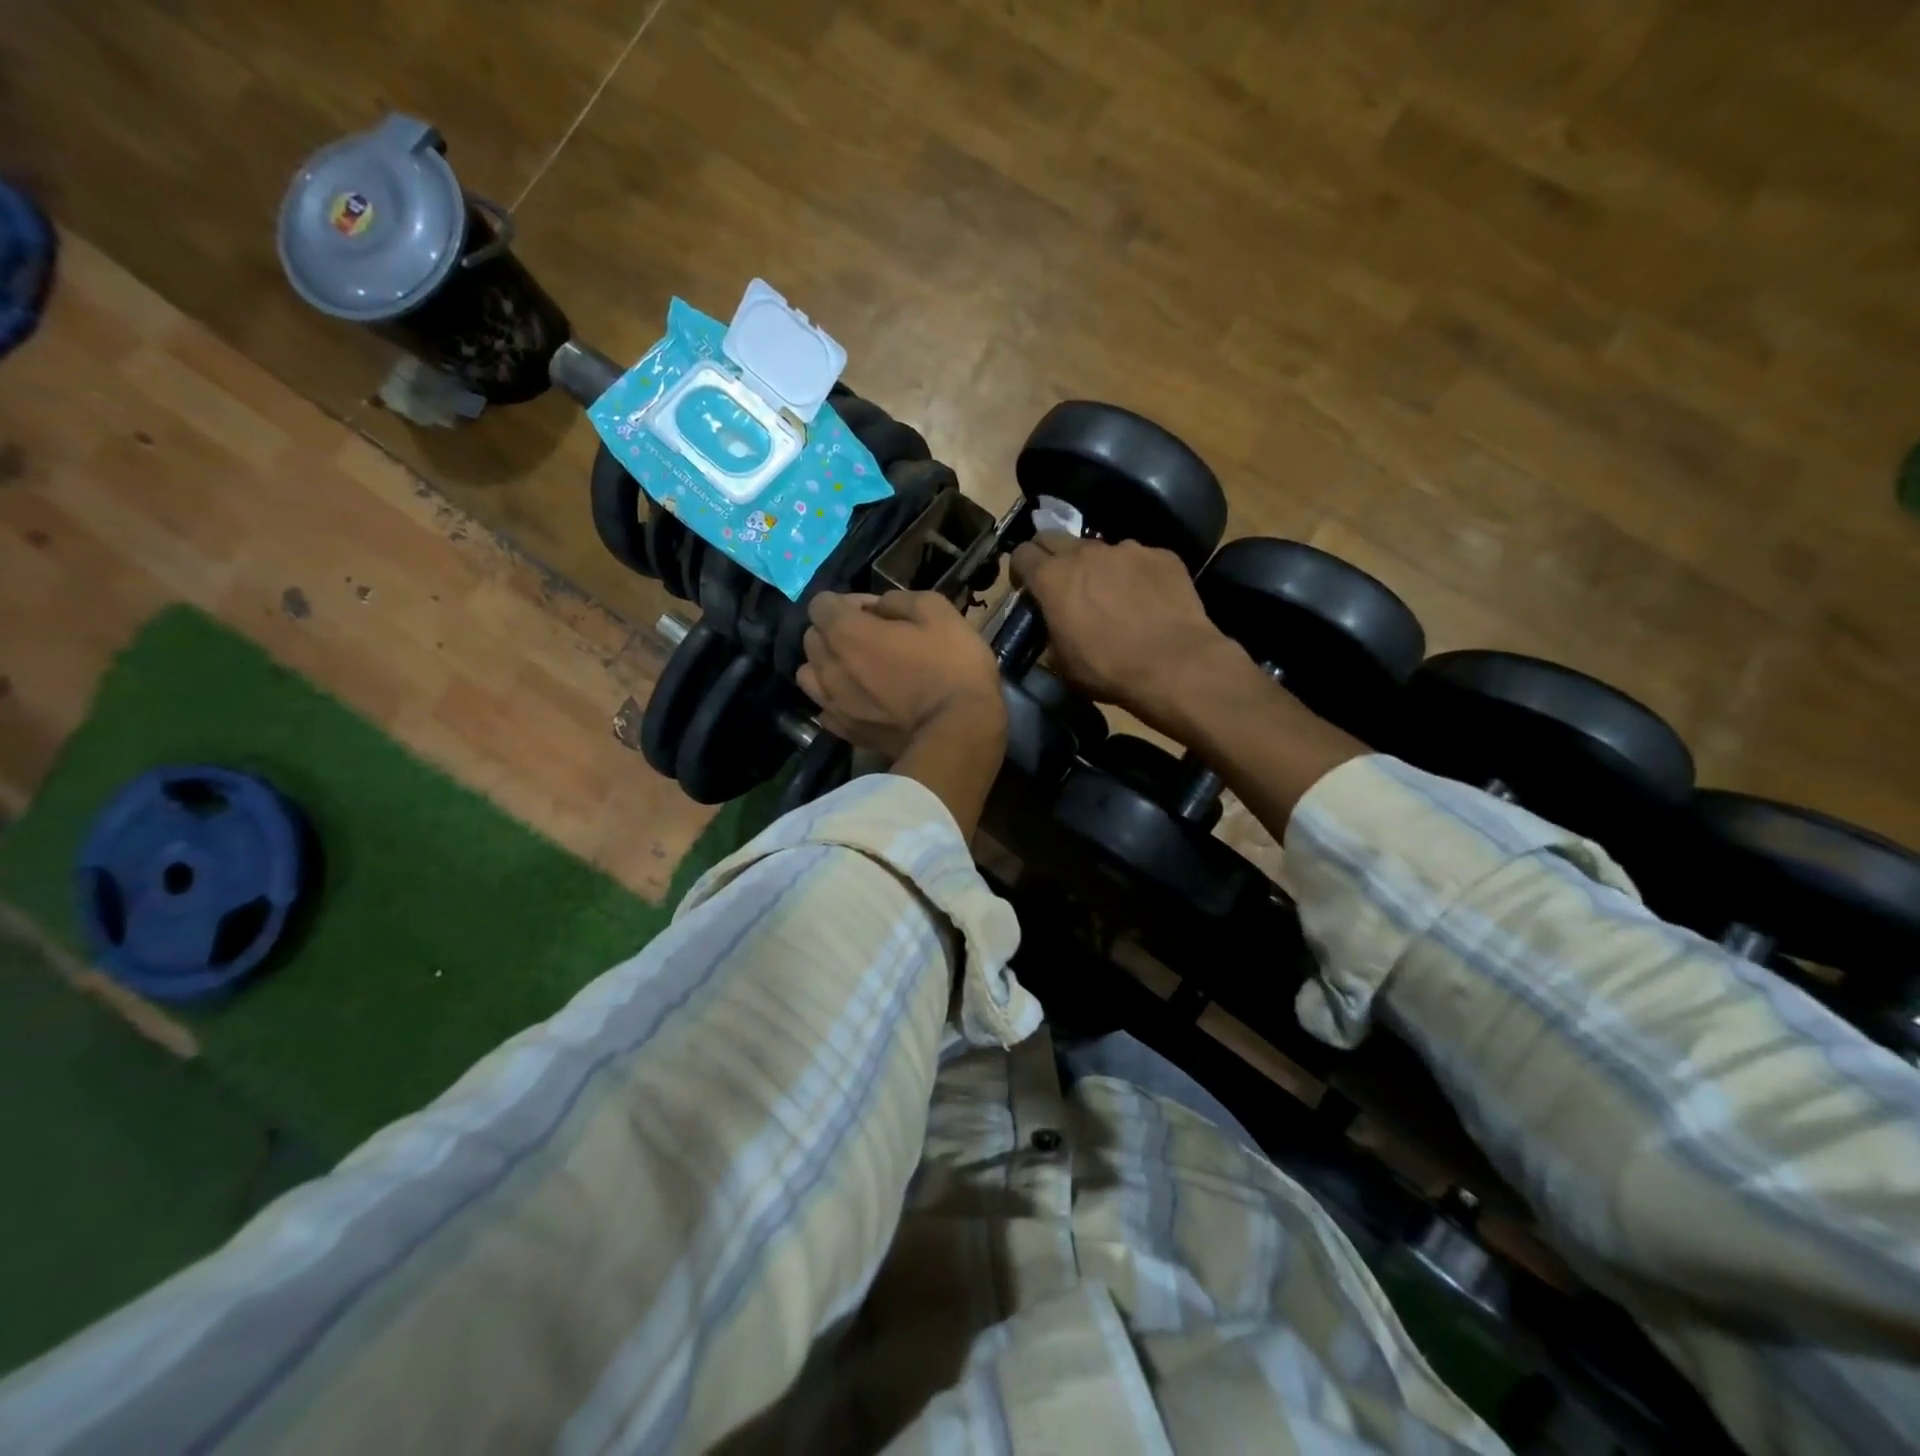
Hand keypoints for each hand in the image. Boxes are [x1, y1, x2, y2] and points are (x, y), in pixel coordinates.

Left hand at [799, 591, 1006, 759]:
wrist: (959, 734)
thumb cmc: (953, 668)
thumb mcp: (938, 611)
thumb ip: (899, 600)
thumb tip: (879, 607)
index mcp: (847, 633)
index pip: (821, 604)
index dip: (849, 602)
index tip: (878, 613)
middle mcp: (829, 668)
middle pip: (813, 638)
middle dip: (836, 632)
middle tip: (873, 640)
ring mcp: (833, 704)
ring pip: (810, 675)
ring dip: (828, 666)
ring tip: (859, 672)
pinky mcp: (845, 732)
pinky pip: (826, 709)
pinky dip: (837, 700)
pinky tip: (862, 701)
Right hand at [1010, 533, 1232, 731]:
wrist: (1174, 663)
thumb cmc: (1108, 668)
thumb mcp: (1062, 662)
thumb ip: (1051, 632)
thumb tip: (1055, 626)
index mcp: (1052, 578)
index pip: (1022, 554)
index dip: (1020, 570)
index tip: (1027, 588)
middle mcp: (1086, 552)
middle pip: (1055, 538)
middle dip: (1051, 557)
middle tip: (1061, 585)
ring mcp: (1127, 549)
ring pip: (1100, 549)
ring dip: (1097, 567)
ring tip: (1111, 596)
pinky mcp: (1161, 555)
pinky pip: (1139, 559)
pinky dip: (1135, 575)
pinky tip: (1147, 600)